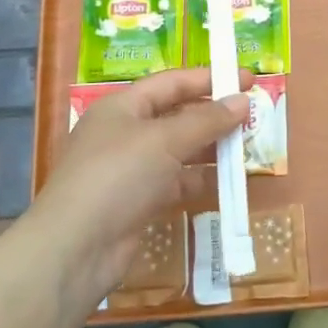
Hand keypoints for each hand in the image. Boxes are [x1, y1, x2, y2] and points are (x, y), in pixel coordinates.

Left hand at [30, 67, 248, 305]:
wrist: (75, 248)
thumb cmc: (118, 176)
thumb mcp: (165, 140)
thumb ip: (207, 120)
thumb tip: (242, 101)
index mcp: (122, 107)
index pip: (172, 82)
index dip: (209, 78)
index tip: (247, 78)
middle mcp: (124, 133)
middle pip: (176, 115)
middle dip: (213, 114)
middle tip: (252, 115)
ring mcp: (129, 170)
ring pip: (178, 150)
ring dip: (209, 148)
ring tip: (246, 146)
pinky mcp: (136, 203)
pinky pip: (175, 182)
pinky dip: (198, 180)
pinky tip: (224, 182)